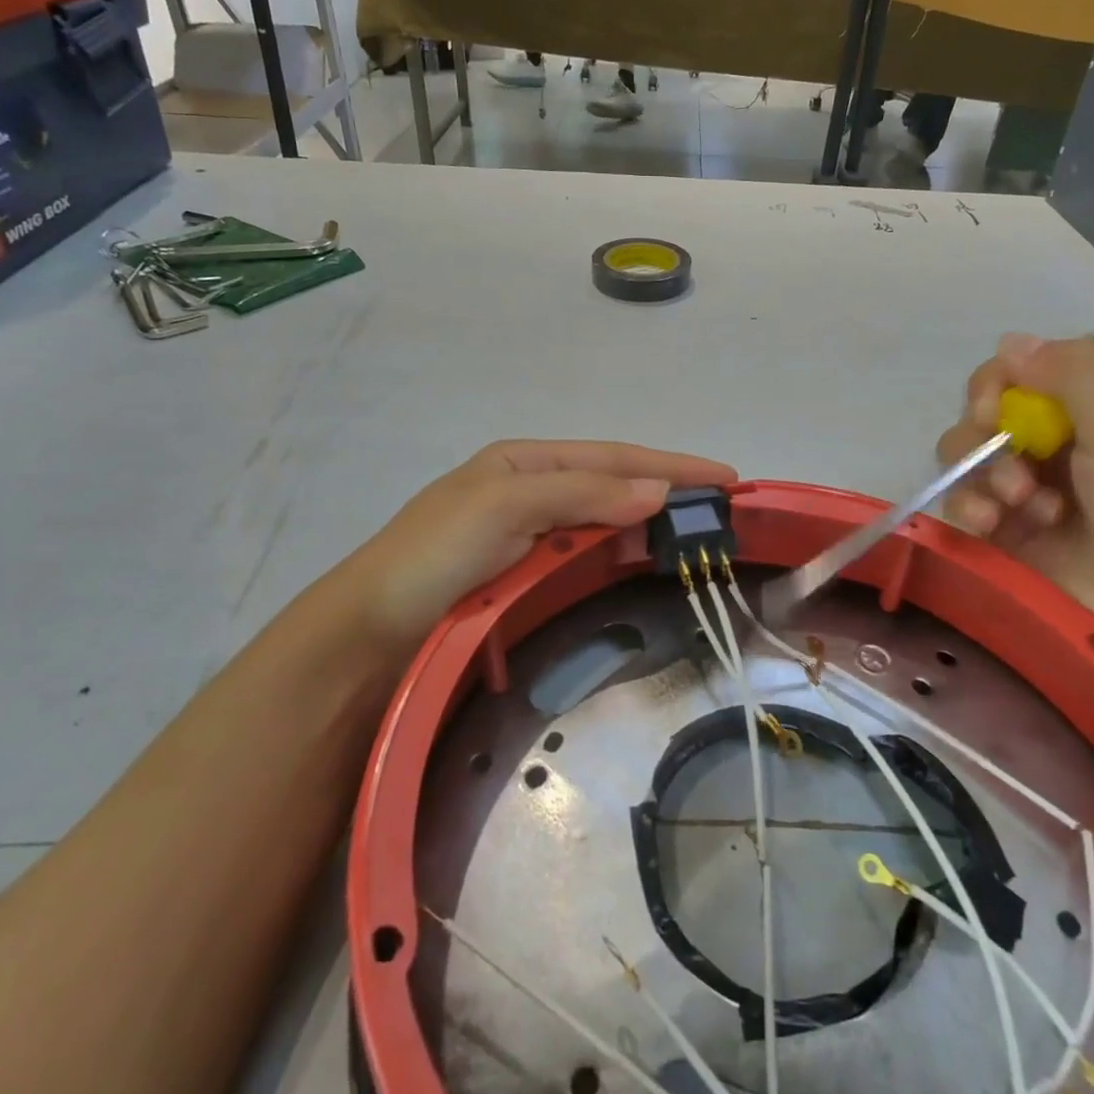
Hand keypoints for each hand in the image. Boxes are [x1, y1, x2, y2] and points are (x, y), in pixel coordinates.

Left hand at [332, 440, 736, 660]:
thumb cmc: (432, 556)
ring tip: (699, 535)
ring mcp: (528, 539)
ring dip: (650, 524)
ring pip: (604, 523)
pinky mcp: (526, 581)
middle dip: (667, 490)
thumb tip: (659, 491)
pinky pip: (586, 559)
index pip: (611, 457)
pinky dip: (622, 557)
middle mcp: (530, 492)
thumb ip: (580, 493)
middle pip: (613, 485)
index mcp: (522, 462)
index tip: (725, 478)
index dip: (669, 465)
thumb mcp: (502, 504)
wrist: (367, 636)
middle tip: (724, 511)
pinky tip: (646, 565)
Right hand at [937, 334, 1093, 677]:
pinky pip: (958, 505)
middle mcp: (1051, 447)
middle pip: (982, 416)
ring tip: (1012, 508)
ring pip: (963, 459)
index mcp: (1091, 414)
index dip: (996, 385)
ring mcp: (1022, 494)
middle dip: (986, 437)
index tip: (996, 407)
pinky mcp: (1000, 538)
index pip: (1018, 374)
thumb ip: (1077, 379)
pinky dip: (967, 510)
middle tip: (1012, 470)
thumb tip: (1011, 338)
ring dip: (979, 476)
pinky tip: (991, 528)